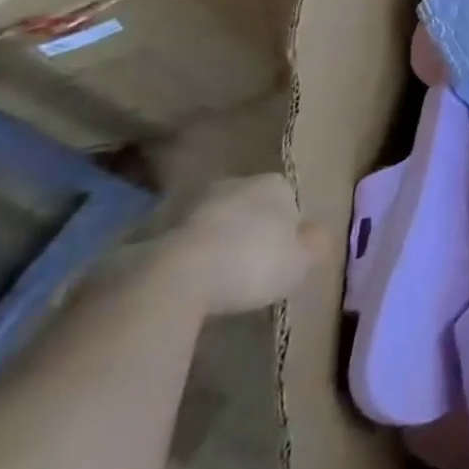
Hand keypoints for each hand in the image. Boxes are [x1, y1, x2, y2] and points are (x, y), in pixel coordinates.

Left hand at [163, 175, 327, 315]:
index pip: (287, 199)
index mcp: (274, 184)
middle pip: (247, 207)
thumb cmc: (252, 263)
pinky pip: (181, 244)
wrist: (175, 277)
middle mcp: (234, 184)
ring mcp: (190, 204)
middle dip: (248, 230)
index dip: (286, 228)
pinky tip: (187, 285)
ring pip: (213, 223)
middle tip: (249, 267)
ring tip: (216, 280)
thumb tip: (315, 235)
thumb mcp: (300, 262)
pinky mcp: (152, 230)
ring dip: (215, 243)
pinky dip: (185, 259)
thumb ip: (313, 245)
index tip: (281, 256)